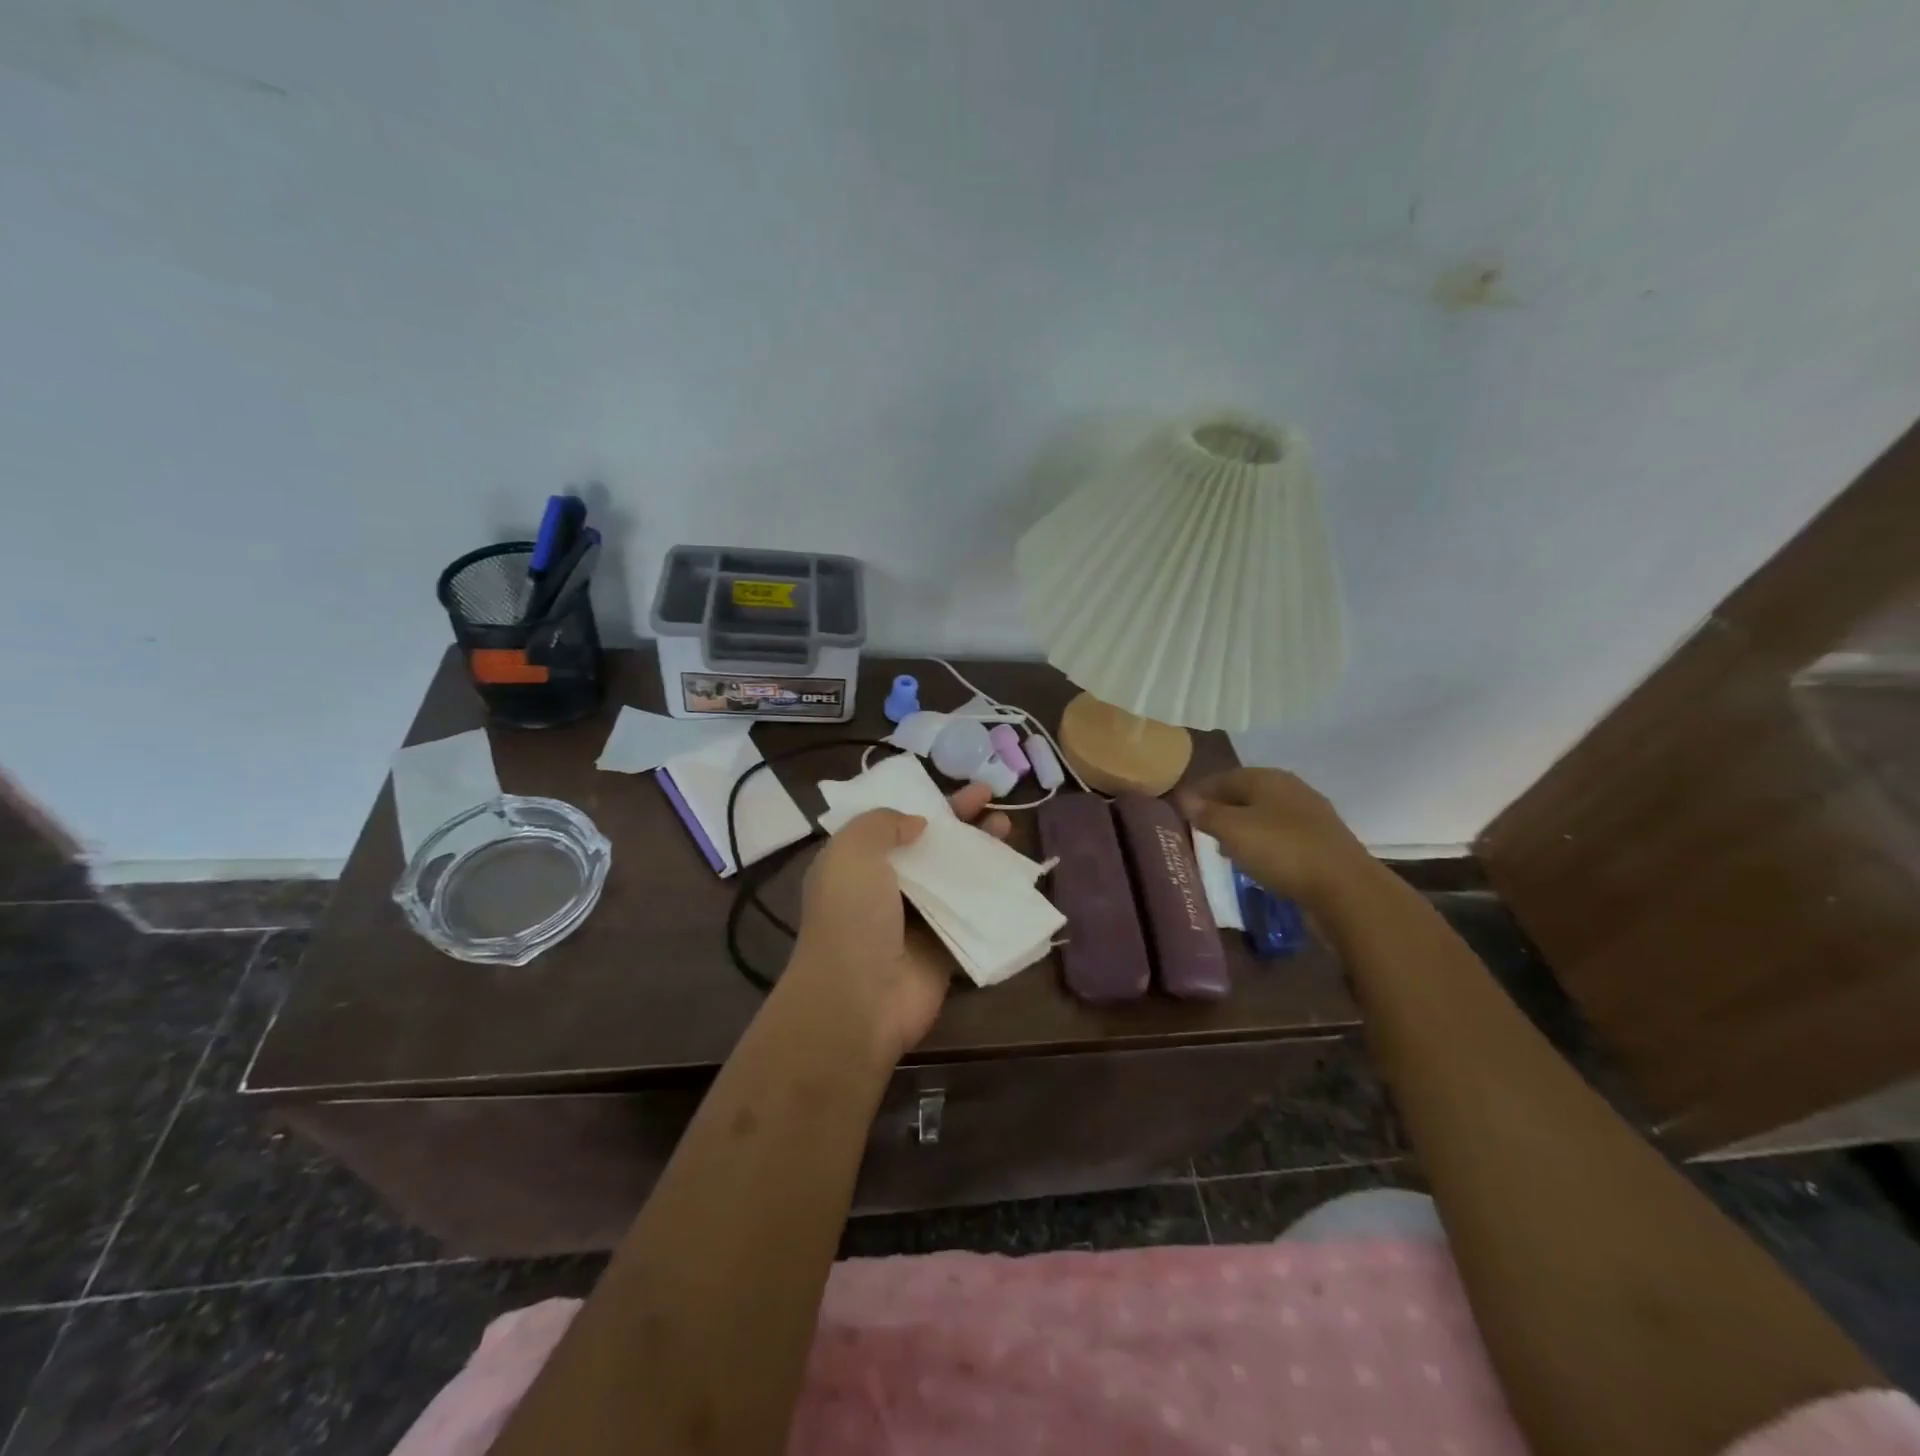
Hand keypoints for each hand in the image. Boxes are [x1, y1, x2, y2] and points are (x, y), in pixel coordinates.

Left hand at [788, 781, 1012, 1064]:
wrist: (860, 1000)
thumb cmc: (851, 917)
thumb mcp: (851, 851)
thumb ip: (882, 823)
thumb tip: (917, 823)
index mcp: (855, 864)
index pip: (892, 823)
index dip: (924, 803)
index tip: (954, 789)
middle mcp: (884, 889)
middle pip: (929, 846)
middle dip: (960, 822)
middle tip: (991, 799)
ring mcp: (915, 920)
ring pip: (955, 877)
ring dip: (981, 852)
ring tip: (1008, 827)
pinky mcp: (943, 948)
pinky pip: (972, 914)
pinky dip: (992, 895)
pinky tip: (1017, 875)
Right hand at [1175, 767, 1377, 914]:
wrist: (1346, 889)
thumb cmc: (1281, 851)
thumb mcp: (1233, 830)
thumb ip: (1206, 813)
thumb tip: (1184, 797)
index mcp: (1268, 778)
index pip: (1223, 777)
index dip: (1200, 791)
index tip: (1179, 808)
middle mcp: (1291, 789)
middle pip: (1246, 794)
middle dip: (1222, 808)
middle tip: (1199, 828)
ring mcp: (1311, 816)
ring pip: (1265, 815)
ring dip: (1243, 827)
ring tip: (1223, 847)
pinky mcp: (1322, 842)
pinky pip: (1282, 836)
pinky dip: (1264, 843)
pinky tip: (1256, 860)